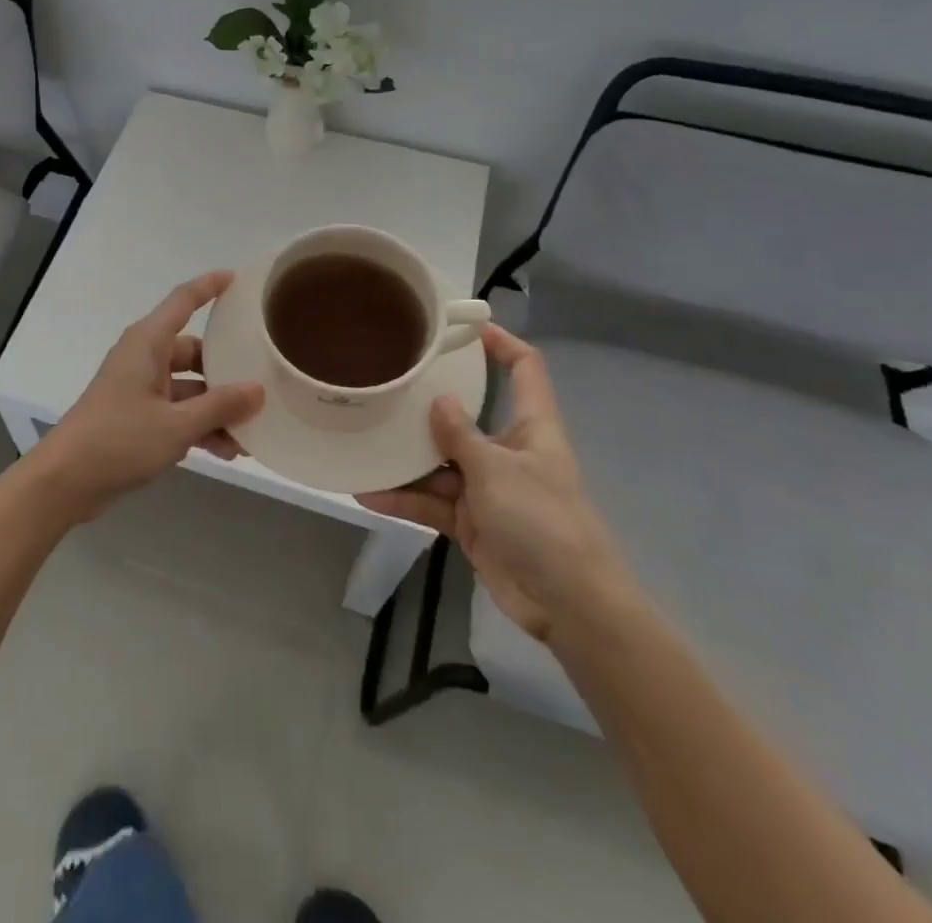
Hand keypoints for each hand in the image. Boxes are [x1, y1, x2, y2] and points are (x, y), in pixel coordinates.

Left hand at [29, 271, 264, 521]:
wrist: (64, 482)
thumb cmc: (118, 440)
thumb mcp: (176, 425)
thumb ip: (220, 406)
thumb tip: (258, 389)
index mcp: (148, 343)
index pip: (183, 301)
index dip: (209, 286)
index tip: (237, 277)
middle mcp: (144, 358)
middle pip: (194, 351)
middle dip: (226, 370)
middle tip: (262, 380)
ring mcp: (139, 388)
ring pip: (188, 387)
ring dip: (216, 407)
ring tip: (250, 431)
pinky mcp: (136, 417)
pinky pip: (177, 411)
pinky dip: (198, 425)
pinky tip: (227, 451)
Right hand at [357, 326, 631, 643]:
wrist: (569, 605)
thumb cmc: (543, 522)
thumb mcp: (497, 471)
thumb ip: (462, 435)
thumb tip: (439, 401)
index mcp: (532, 428)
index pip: (525, 370)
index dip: (502, 343)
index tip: (465, 326)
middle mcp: (509, 452)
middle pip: (467, 417)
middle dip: (429, 407)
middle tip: (387, 386)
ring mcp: (488, 488)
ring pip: (440, 463)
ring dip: (406, 460)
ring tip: (363, 442)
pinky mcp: (472, 522)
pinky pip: (432, 501)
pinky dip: (404, 499)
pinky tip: (368, 493)